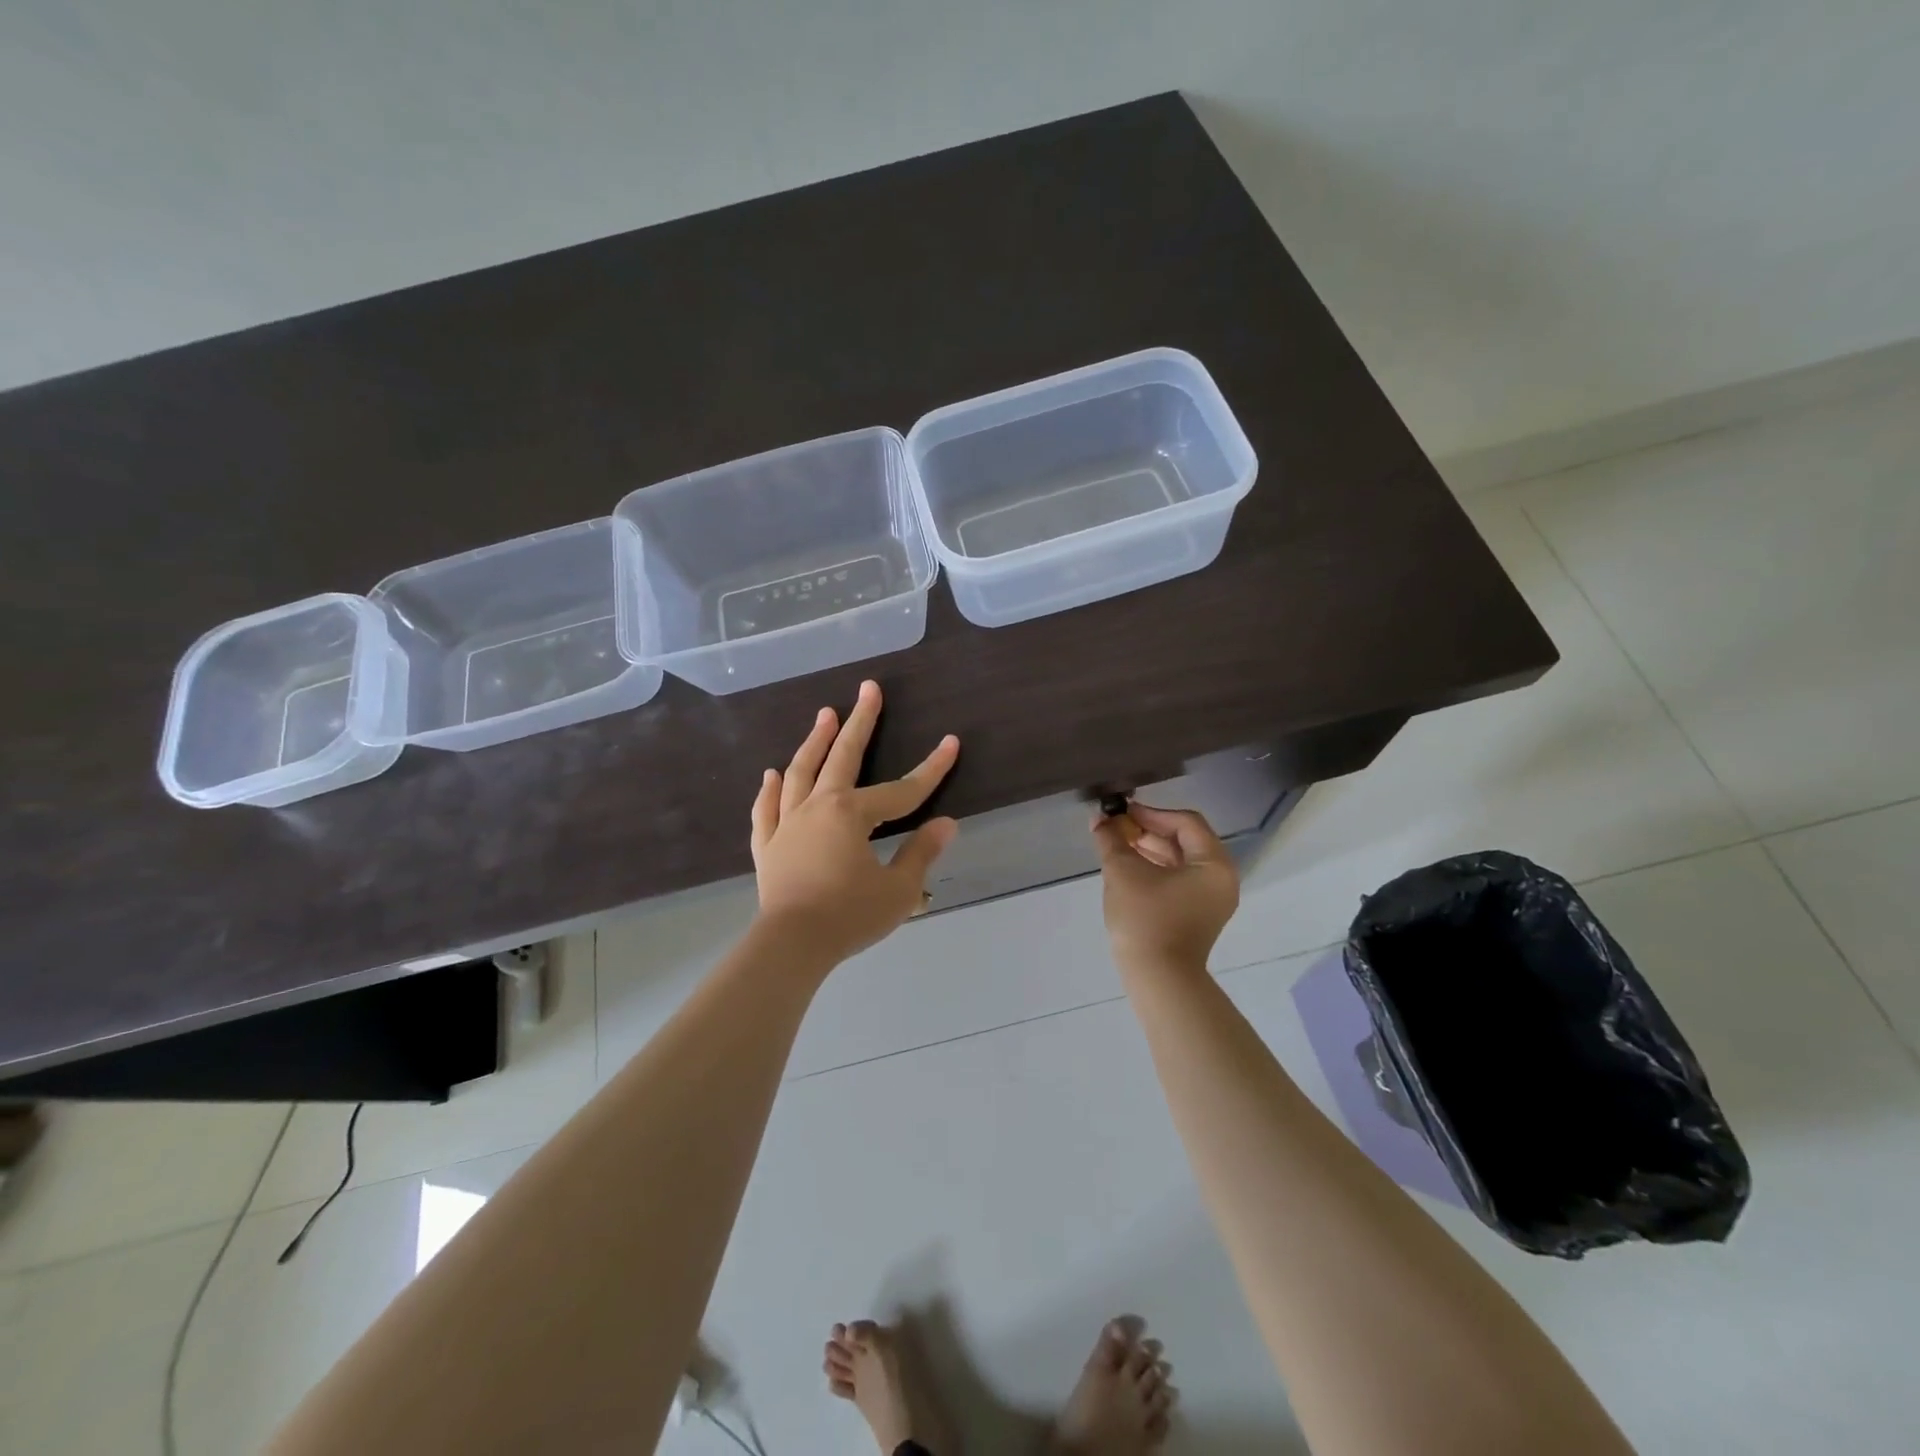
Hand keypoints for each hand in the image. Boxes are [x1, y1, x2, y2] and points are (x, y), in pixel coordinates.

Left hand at [750, 680, 959, 966]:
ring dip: (814, 742)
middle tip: (868, 689)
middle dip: (860, 722)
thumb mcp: (898, 890)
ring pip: (800, 772)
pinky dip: (769, 790)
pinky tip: (770, 774)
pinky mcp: (768, 845)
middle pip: (842, 757)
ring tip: (824, 715)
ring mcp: (788, 823)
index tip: (951, 743)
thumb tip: (947, 824)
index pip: (901, 790)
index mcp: (851, 814)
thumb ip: (921, 853)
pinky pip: (766, 809)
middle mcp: (818, 807)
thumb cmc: (849, 916)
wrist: (791, 945)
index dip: (931, 769)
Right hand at [1093, 803, 1239, 971]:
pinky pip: (1179, 880)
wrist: (1157, 979)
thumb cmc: (1145, 919)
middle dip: (1148, 831)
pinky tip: (1128, 868)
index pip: (1185, 823)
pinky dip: (1155, 869)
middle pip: (1185, 840)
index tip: (1121, 813)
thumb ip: (1111, 840)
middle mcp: (1220, 879)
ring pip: (1180, 861)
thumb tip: (1098, 819)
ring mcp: (1211, 900)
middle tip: (1116, 828)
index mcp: (1214, 864)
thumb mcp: (1123, 872)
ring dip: (1149, 849)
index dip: (1151, 813)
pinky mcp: (1197, 915)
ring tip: (1116, 845)